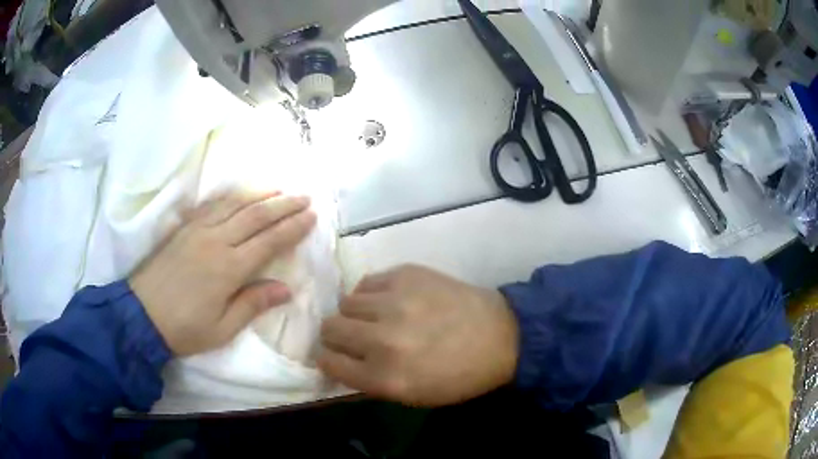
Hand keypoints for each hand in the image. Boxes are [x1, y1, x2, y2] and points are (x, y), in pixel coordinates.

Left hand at [130, 191, 315, 355]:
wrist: (141, 315)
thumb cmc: (184, 329)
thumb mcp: (222, 329)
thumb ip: (253, 304)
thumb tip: (286, 288)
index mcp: (228, 268)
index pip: (269, 241)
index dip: (292, 228)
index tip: (312, 217)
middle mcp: (216, 241)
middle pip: (255, 216)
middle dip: (283, 205)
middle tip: (304, 198)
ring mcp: (197, 231)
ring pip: (234, 205)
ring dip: (259, 195)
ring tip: (279, 191)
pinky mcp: (184, 229)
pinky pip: (211, 205)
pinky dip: (231, 197)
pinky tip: (239, 194)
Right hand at [318, 265, 518, 406]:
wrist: (500, 336)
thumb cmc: (459, 376)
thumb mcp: (412, 396)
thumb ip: (369, 381)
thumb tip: (338, 361)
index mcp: (384, 378)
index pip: (327, 362)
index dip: (327, 359)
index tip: (334, 356)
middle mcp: (382, 340)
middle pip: (329, 328)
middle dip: (336, 336)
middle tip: (354, 337)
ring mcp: (394, 303)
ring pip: (345, 302)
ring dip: (355, 314)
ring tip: (376, 317)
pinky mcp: (406, 275)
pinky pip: (367, 282)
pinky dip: (372, 294)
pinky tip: (391, 301)